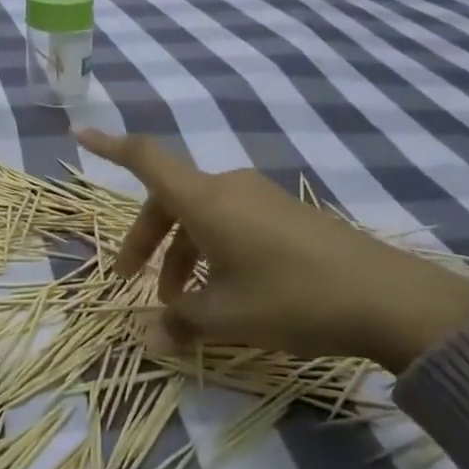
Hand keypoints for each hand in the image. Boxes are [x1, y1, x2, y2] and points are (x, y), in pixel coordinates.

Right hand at [76, 128, 468, 373]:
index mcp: (204, 199)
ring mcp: (260, 198)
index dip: (110, 146)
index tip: (80, 134)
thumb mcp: (227, 318)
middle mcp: (227, 187)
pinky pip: (231, 222)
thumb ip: (180, 322)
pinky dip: (213, 251)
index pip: (145, 159)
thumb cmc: (291, 298)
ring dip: (182, 255)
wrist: (389, 299)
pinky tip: (226, 294)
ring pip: (201, 217)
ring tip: (186, 306)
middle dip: (146, 243)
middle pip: (169, 201)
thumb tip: (148, 334)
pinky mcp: (286, 214)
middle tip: (133, 286)